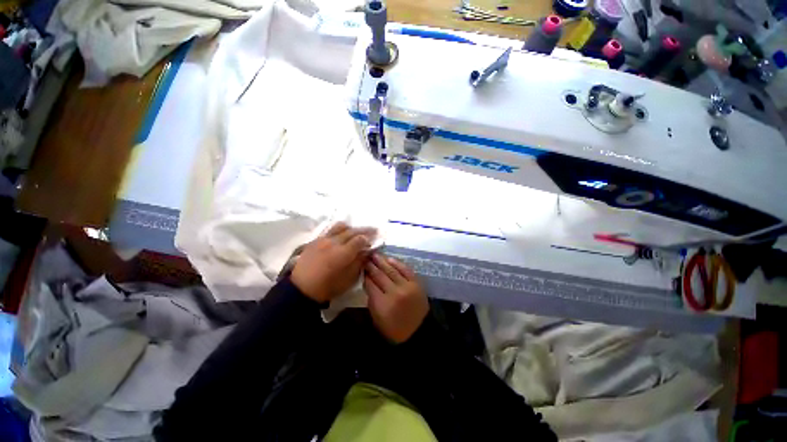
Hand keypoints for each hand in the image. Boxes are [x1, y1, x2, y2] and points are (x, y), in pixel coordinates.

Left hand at [291, 223, 375, 302]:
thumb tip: (366, 252)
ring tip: (356, 231)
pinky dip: (339, 230)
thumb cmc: (328, 287)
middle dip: (364, 230)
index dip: (369, 239)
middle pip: (352, 231)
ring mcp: (323, 239)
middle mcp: (334, 242)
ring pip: (340, 227)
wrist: (302, 288)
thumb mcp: (349, 279)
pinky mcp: (315, 240)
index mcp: (343, 253)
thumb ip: (359, 262)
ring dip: (351, 228)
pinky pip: (330, 230)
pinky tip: (341, 234)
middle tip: (373, 230)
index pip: (360, 239)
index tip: (373, 241)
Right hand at [364, 254, 428, 342]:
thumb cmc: (394, 329)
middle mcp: (394, 293)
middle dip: (371, 266)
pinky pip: (406, 270)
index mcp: (382, 304)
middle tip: (365, 257)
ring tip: (375, 254)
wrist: (418, 331)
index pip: (370, 284)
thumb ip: (371, 300)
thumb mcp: (377, 319)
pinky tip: (390, 259)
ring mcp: (406, 287)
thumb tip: (368, 282)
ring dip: (382, 261)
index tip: (361, 267)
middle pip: (380, 275)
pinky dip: (397, 263)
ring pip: (392, 270)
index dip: (365, 275)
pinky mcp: (416, 284)